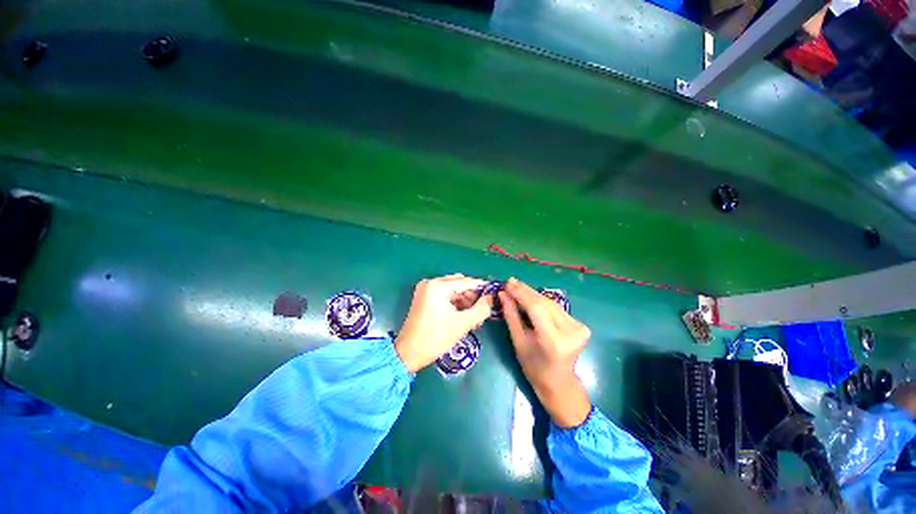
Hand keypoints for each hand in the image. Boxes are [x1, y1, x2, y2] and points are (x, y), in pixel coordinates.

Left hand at [394, 274, 491, 372]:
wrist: (409, 354)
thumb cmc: (435, 338)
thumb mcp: (463, 323)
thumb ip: (481, 309)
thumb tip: (491, 298)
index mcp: (437, 286)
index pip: (466, 282)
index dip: (482, 288)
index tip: (494, 293)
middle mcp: (430, 283)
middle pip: (459, 285)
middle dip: (472, 298)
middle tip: (483, 311)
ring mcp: (426, 290)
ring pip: (453, 291)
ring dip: (465, 303)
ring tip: (474, 318)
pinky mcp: (424, 298)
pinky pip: (445, 297)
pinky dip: (455, 305)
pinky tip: (464, 317)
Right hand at [499, 277, 591, 427]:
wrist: (559, 382)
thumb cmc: (534, 367)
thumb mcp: (518, 341)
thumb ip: (511, 315)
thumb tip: (503, 294)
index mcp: (553, 340)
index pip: (536, 308)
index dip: (520, 293)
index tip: (507, 283)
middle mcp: (570, 332)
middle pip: (544, 303)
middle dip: (525, 291)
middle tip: (510, 282)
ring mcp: (579, 328)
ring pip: (551, 303)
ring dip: (533, 295)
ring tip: (517, 286)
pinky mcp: (581, 325)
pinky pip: (556, 308)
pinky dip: (542, 302)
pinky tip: (531, 296)